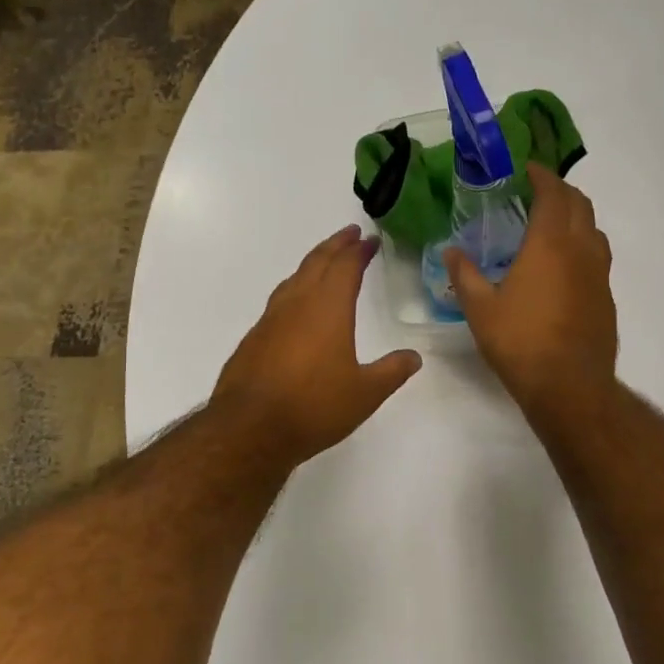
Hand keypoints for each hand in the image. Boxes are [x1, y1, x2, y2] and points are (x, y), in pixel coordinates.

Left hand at [212, 225, 422, 466]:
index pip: (345, 266)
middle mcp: (297, 304)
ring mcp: (270, 319)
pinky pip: (279, 300)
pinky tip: (297, 305)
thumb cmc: (314, 406)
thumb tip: (413, 357)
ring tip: (325, 262)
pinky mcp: (254, 338)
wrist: (250, 428)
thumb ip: (391, 372)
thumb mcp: (365, 394)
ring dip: (313, 263)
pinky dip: (295, 289)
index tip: (369, 240)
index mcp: (328, 308)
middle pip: (316, 262)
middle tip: (350, 234)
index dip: (359, 250)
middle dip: (335, 245)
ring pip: (294, 278)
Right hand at [447, 163, 617, 419]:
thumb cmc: (520, 341)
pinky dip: (582, 246)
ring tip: (551, 226)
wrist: (569, 386)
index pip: (552, 193)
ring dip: (576, 217)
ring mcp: (599, 274)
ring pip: (594, 230)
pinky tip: (563, 268)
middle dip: (560, 191)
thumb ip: (465, 274)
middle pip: (580, 204)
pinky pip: (597, 257)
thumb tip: (450, 251)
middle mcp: (581, 250)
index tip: (527, 168)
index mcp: (549, 243)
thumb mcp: (480, 308)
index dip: (541, 175)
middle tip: (537, 192)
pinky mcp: (606, 297)